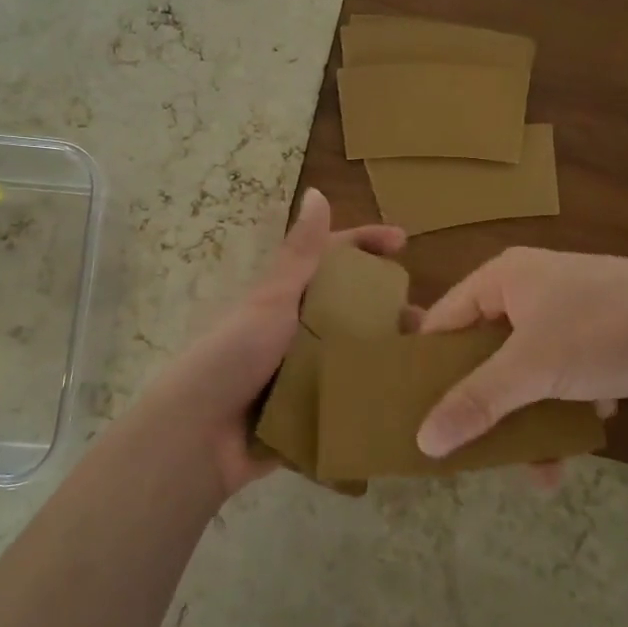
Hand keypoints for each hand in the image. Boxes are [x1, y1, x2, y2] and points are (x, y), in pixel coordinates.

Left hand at [134, 189, 404, 497]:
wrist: (198, 435)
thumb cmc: (232, 356)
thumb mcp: (271, 300)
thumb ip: (301, 254)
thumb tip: (317, 191)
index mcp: (286, 297)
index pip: (331, 258)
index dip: (365, 243)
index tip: (404, 242)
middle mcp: (296, 330)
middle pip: (351, 308)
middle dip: (389, 309)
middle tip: (430, 320)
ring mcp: (302, 372)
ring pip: (355, 354)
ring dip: (386, 354)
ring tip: (425, 363)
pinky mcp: (307, 411)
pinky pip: (347, 398)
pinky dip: (372, 395)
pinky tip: (409, 399)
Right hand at [415, 248, 627, 460]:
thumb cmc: (602, 333)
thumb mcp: (531, 368)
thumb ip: (476, 403)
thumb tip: (422, 441)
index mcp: (505, 276)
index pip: (445, 319)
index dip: (429, 364)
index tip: (418, 409)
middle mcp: (533, 285)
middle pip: (489, 350)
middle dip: (488, 403)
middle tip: (475, 445)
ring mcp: (572, 307)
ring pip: (530, 368)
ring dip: (531, 416)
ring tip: (541, 467)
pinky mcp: (606, 331)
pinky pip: (568, 370)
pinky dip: (569, 403)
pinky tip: (588, 427)